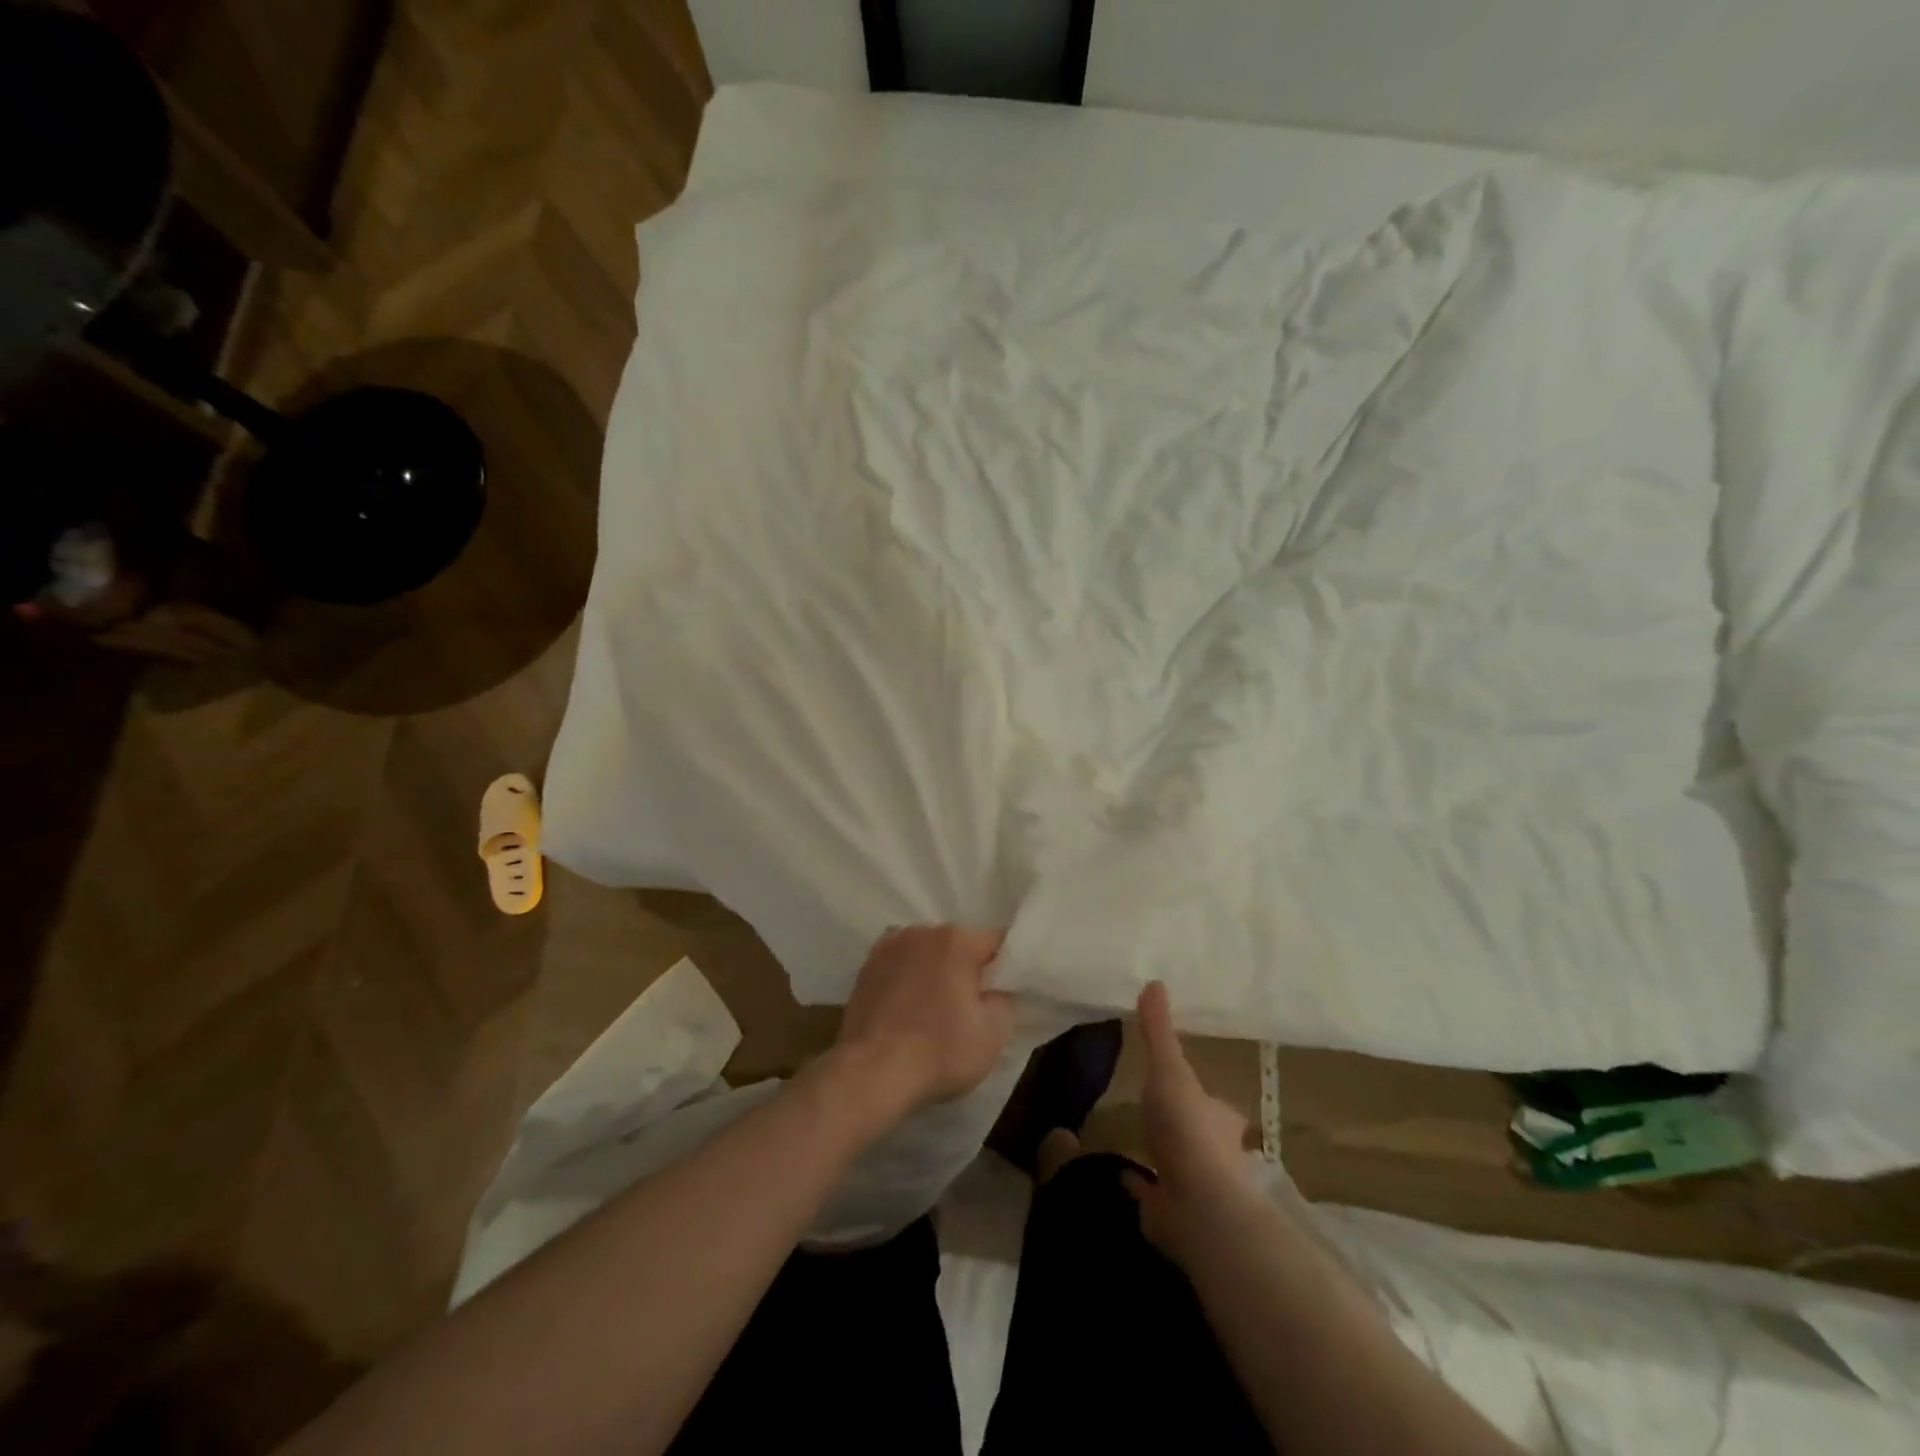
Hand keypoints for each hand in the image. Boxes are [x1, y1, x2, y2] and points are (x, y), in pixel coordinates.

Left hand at [831, 925, 1013, 1120]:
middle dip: (968, 967)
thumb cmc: (940, 1051)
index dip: (1006, 966)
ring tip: (935, 1007)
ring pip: (926, 952)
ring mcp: (889, 946)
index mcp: (957, 940)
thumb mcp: (994, 1032)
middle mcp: (922, 931)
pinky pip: (899, 965)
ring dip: (935, 970)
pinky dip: (907, 978)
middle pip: (959, 944)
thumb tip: (996, 987)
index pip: (996, 942)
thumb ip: (1004, 998)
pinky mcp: (865, 967)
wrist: (871, 1073)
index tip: (1005, 992)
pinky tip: (907, 1006)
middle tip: (971, 1004)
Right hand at [1123, 981, 1255, 1261]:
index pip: (1215, 1105)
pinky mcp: (1170, 1215)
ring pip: (1177, 1167)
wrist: (1197, 1206)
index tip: (1186, 1088)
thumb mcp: (1169, 1069)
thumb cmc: (1188, 1130)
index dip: (1204, 1098)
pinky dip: (1138, 1187)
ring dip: (1162, 1156)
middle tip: (1157, 1115)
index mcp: (1218, 1119)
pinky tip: (1120, 1177)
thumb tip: (1154, 981)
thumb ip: (1158, 1030)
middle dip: (1183, 1128)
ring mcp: (1193, 1188)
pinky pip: (1150, 1196)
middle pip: (1198, 1136)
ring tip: (1135, 1141)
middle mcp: (1214, 1154)